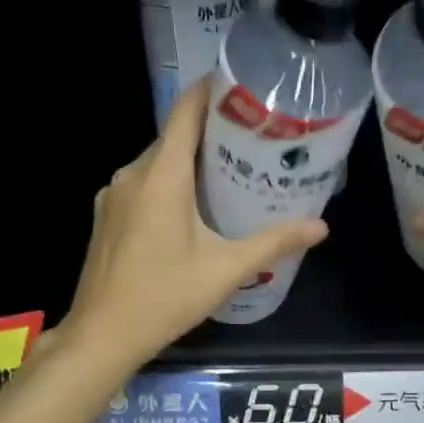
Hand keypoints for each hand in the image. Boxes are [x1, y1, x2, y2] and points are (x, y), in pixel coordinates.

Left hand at [60, 82, 327, 369]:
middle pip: (174, 137)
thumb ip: (274, 242)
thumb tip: (321, 227)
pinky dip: (170, 186)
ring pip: (158, 164)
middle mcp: (132, 174)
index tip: (244, 86)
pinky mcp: (107, 217)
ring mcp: (113, 195)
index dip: (213, 91)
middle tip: (255, 140)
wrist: (102, 336)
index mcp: (160, 175)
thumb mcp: (226, 269)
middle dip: (213, 133)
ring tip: (232, 174)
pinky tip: (194, 210)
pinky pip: (144, 186)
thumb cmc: (165, 297)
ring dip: (191, 163)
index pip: (186, 111)